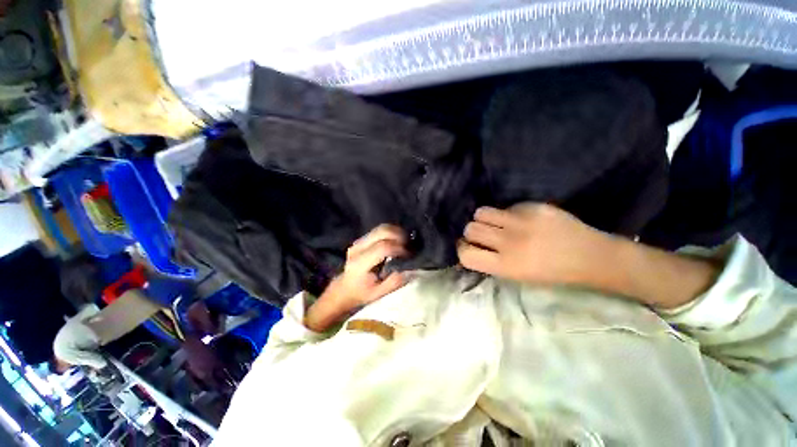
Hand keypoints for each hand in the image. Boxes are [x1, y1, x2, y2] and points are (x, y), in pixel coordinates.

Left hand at [305, 225, 407, 331]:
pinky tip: (397, 241)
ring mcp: (359, 241)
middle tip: (409, 245)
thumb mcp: (379, 293)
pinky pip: (380, 230)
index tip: (408, 255)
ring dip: (397, 232)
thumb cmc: (362, 293)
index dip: (399, 249)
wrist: (345, 288)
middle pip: (382, 231)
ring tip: (405, 243)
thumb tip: (408, 268)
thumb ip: (394, 281)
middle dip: (400, 235)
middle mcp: (358, 248)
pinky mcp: (362, 239)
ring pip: (381, 228)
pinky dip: (392, 232)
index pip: (383, 247)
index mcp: (360, 263)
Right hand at [458, 203, 613, 286]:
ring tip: (497, 223)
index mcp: (506, 266)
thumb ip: (491, 262)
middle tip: (484, 235)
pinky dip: (507, 213)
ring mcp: (521, 222)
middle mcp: (509, 243)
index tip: (468, 246)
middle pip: (470, 228)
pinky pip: (506, 206)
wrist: (591, 257)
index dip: (462, 249)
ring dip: (484, 219)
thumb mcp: (518, 276)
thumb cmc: (552, 274)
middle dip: (472, 232)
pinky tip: (521, 220)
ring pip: (481, 212)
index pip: (466, 254)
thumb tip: (471, 249)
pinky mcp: (533, 207)